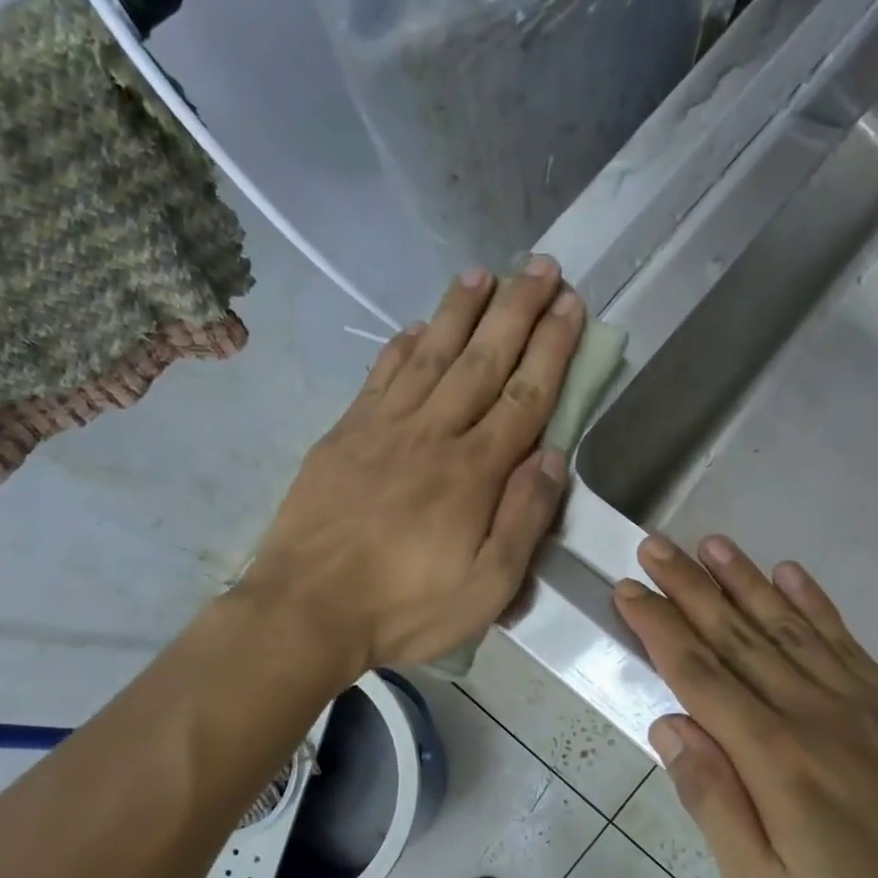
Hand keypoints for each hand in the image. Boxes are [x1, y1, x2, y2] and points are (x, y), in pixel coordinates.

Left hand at [242, 259, 583, 672]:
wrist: (305, 610)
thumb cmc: (405, 608)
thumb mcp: (487, 587)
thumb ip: (524, 519)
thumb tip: (553, 457)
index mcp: (473, 472)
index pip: (525, 396)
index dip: (552, 348)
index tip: (571, 305)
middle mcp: (432, 434)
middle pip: (483, 361)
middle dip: (517, 310)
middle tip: (541, 266)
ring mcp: (382, 429)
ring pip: (430, 355)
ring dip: (460, 311)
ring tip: (484, 273)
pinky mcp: (343, 436)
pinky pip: (379, 377)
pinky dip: (400, 346)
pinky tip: (415, 326)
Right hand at [614, 534, 877, 877]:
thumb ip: (713, 800)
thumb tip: (669, 726)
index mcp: (772, 757)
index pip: (698, 674)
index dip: (658, 627)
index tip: (627, 590)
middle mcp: (812, 711)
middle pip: (737, 635)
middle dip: (689, 587)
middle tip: (655, 546)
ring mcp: (863, 700)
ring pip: (788, 625)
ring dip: (745, 580)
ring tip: (711, 544)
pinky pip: (845, 639)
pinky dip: (813, 602)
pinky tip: (790, 573)